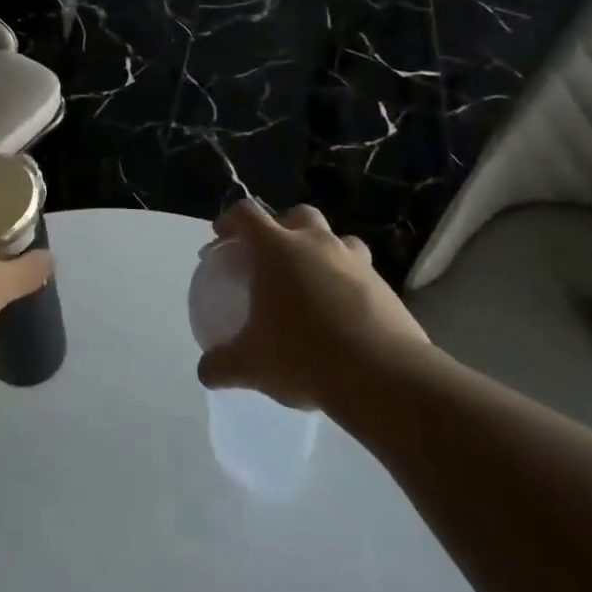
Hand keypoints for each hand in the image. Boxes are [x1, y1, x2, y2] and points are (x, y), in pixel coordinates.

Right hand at [196, 201, 433, 430]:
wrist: (384, 377)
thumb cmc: (304, 355)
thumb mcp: (251, 364)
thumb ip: (222, 364)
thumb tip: (206, 371)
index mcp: (276, 249)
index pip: (246, 214)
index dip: (230, 220)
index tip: (221, 237)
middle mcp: (316, 244)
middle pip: (298, 215)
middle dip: (283, 227)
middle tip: (272, 255)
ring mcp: (355, 262)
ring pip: (337, 240)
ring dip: (322, 251)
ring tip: (313, 281)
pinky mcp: (385, 288)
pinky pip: (361, 273)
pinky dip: (348, 284)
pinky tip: (342, 315)